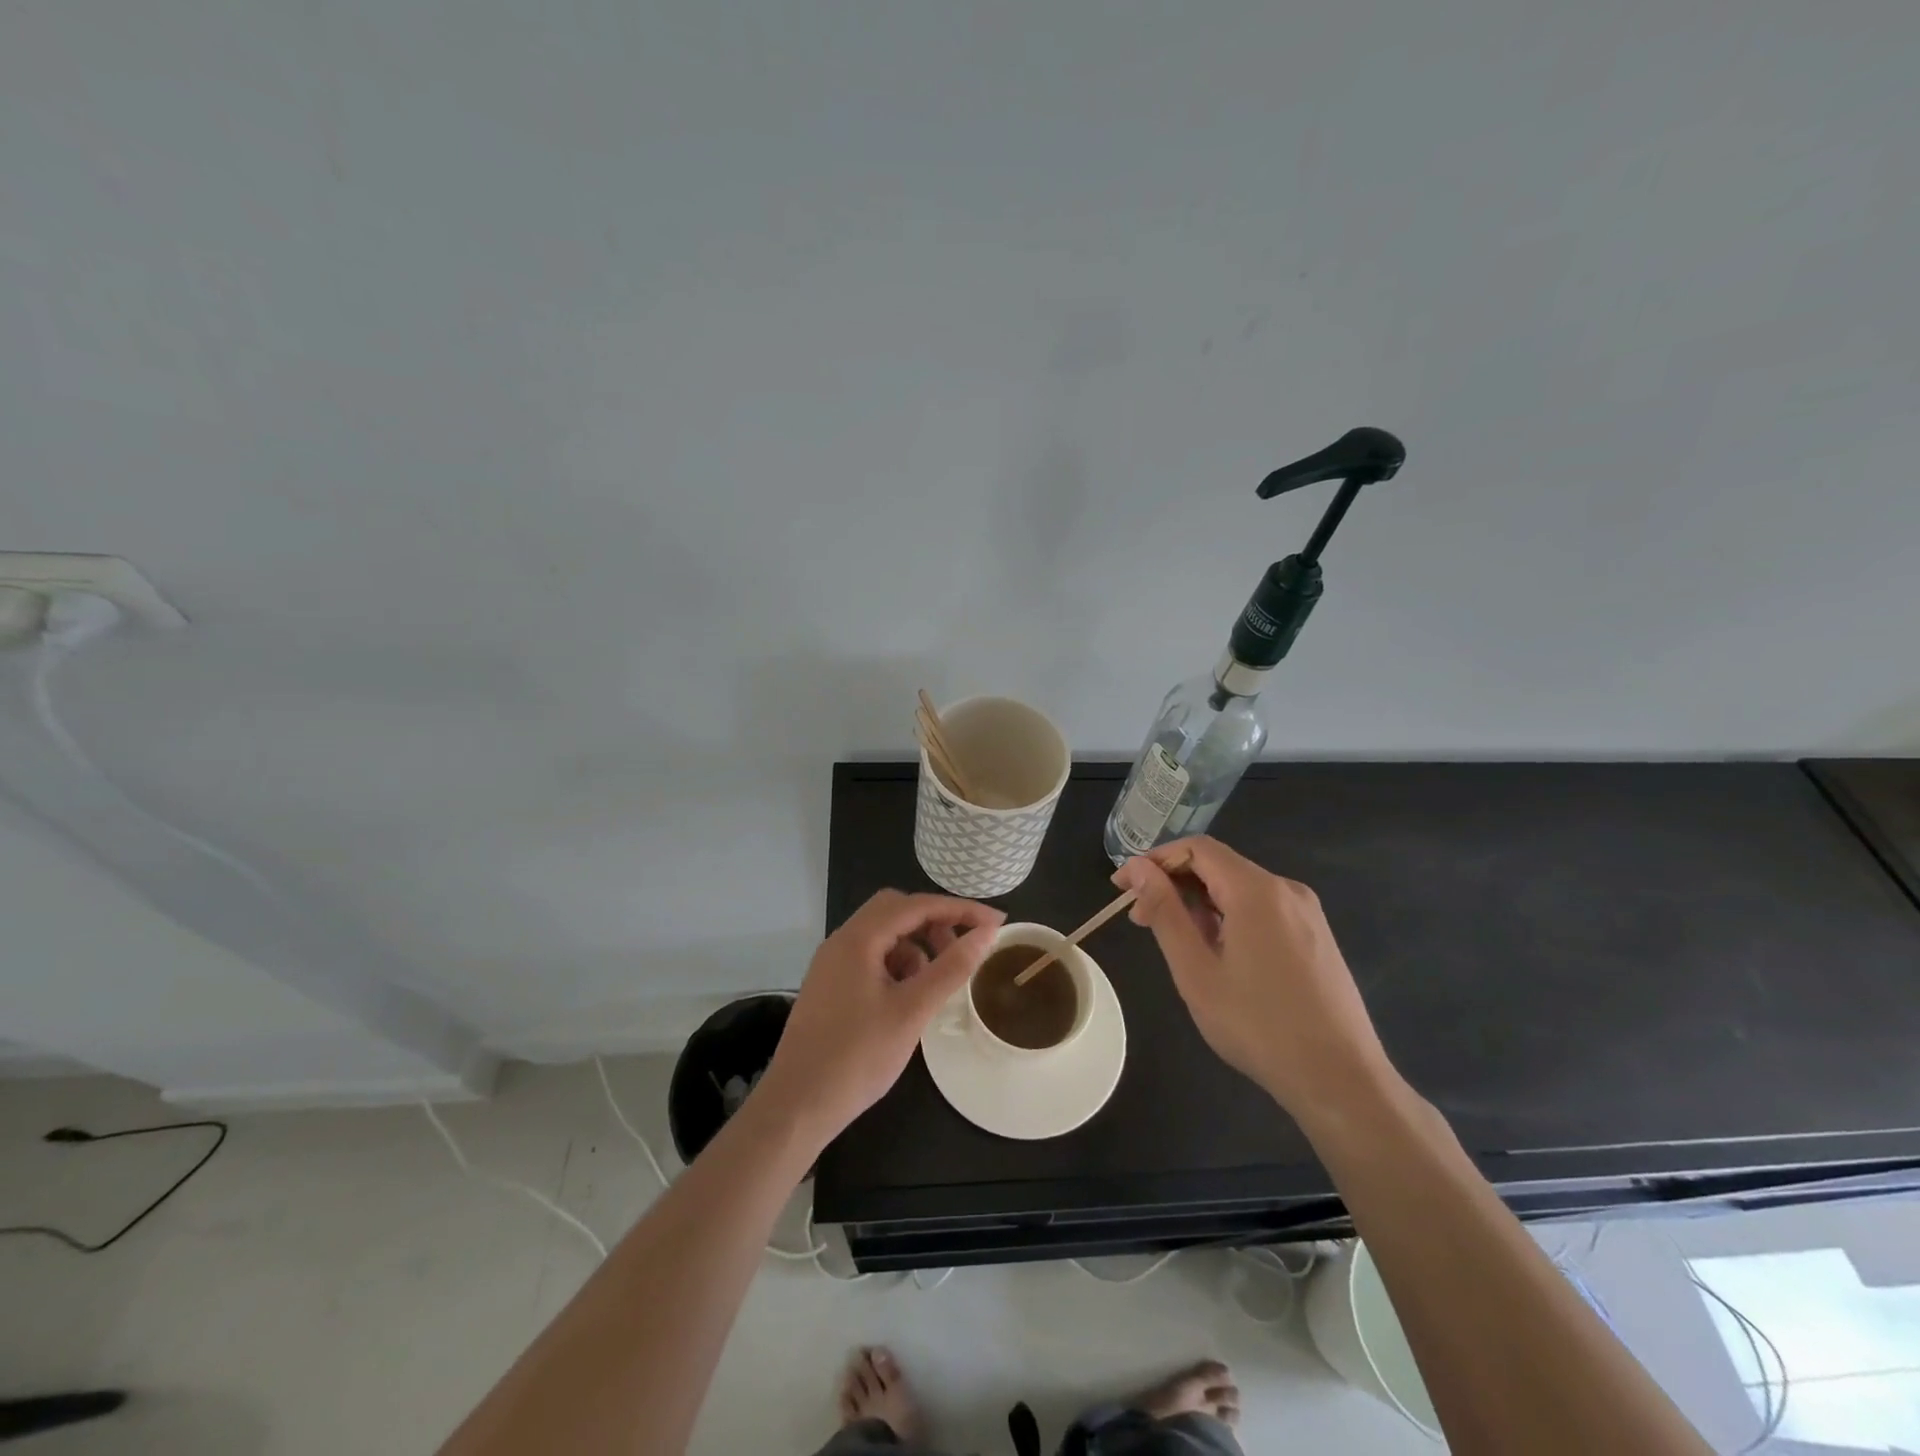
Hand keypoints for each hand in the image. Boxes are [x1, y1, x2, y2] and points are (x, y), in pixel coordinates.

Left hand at [758, 890, 1003, 1145]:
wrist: (796, 1106)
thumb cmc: (857, 1057)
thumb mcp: (912, 1011)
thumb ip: (951, 968)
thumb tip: (986, 932)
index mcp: (858, 939)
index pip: (916, 904)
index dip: (959, 909)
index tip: (996, 922)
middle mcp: (842, 941)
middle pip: (895, 911)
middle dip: (934, 923)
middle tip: (962, 950)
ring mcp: (832, 964)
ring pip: (883, 935)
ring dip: (916, 946)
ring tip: (935, 983)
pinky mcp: (830, 986)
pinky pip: (871, 958)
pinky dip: (897, 966)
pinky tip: (908, 999)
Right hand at [1114, 837, 1397, 1125]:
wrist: (1341, 1080)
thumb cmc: (1258, 1025)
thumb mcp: (1196, 970)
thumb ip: (1165, 911)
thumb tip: (1138, 868)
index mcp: (1257, 890)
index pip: (1196, 849)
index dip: (1154, 860)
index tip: (1123, 888)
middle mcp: (1286, 890)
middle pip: (1219, 866)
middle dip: (1174, 884)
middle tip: (1141, 920)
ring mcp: (1306, 913)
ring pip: (1240, 889)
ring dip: (1199, 903)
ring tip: (1175, 942)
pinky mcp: (1316, 937)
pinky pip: (1262, 909)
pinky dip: (1228, 917)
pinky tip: (1216, 953)